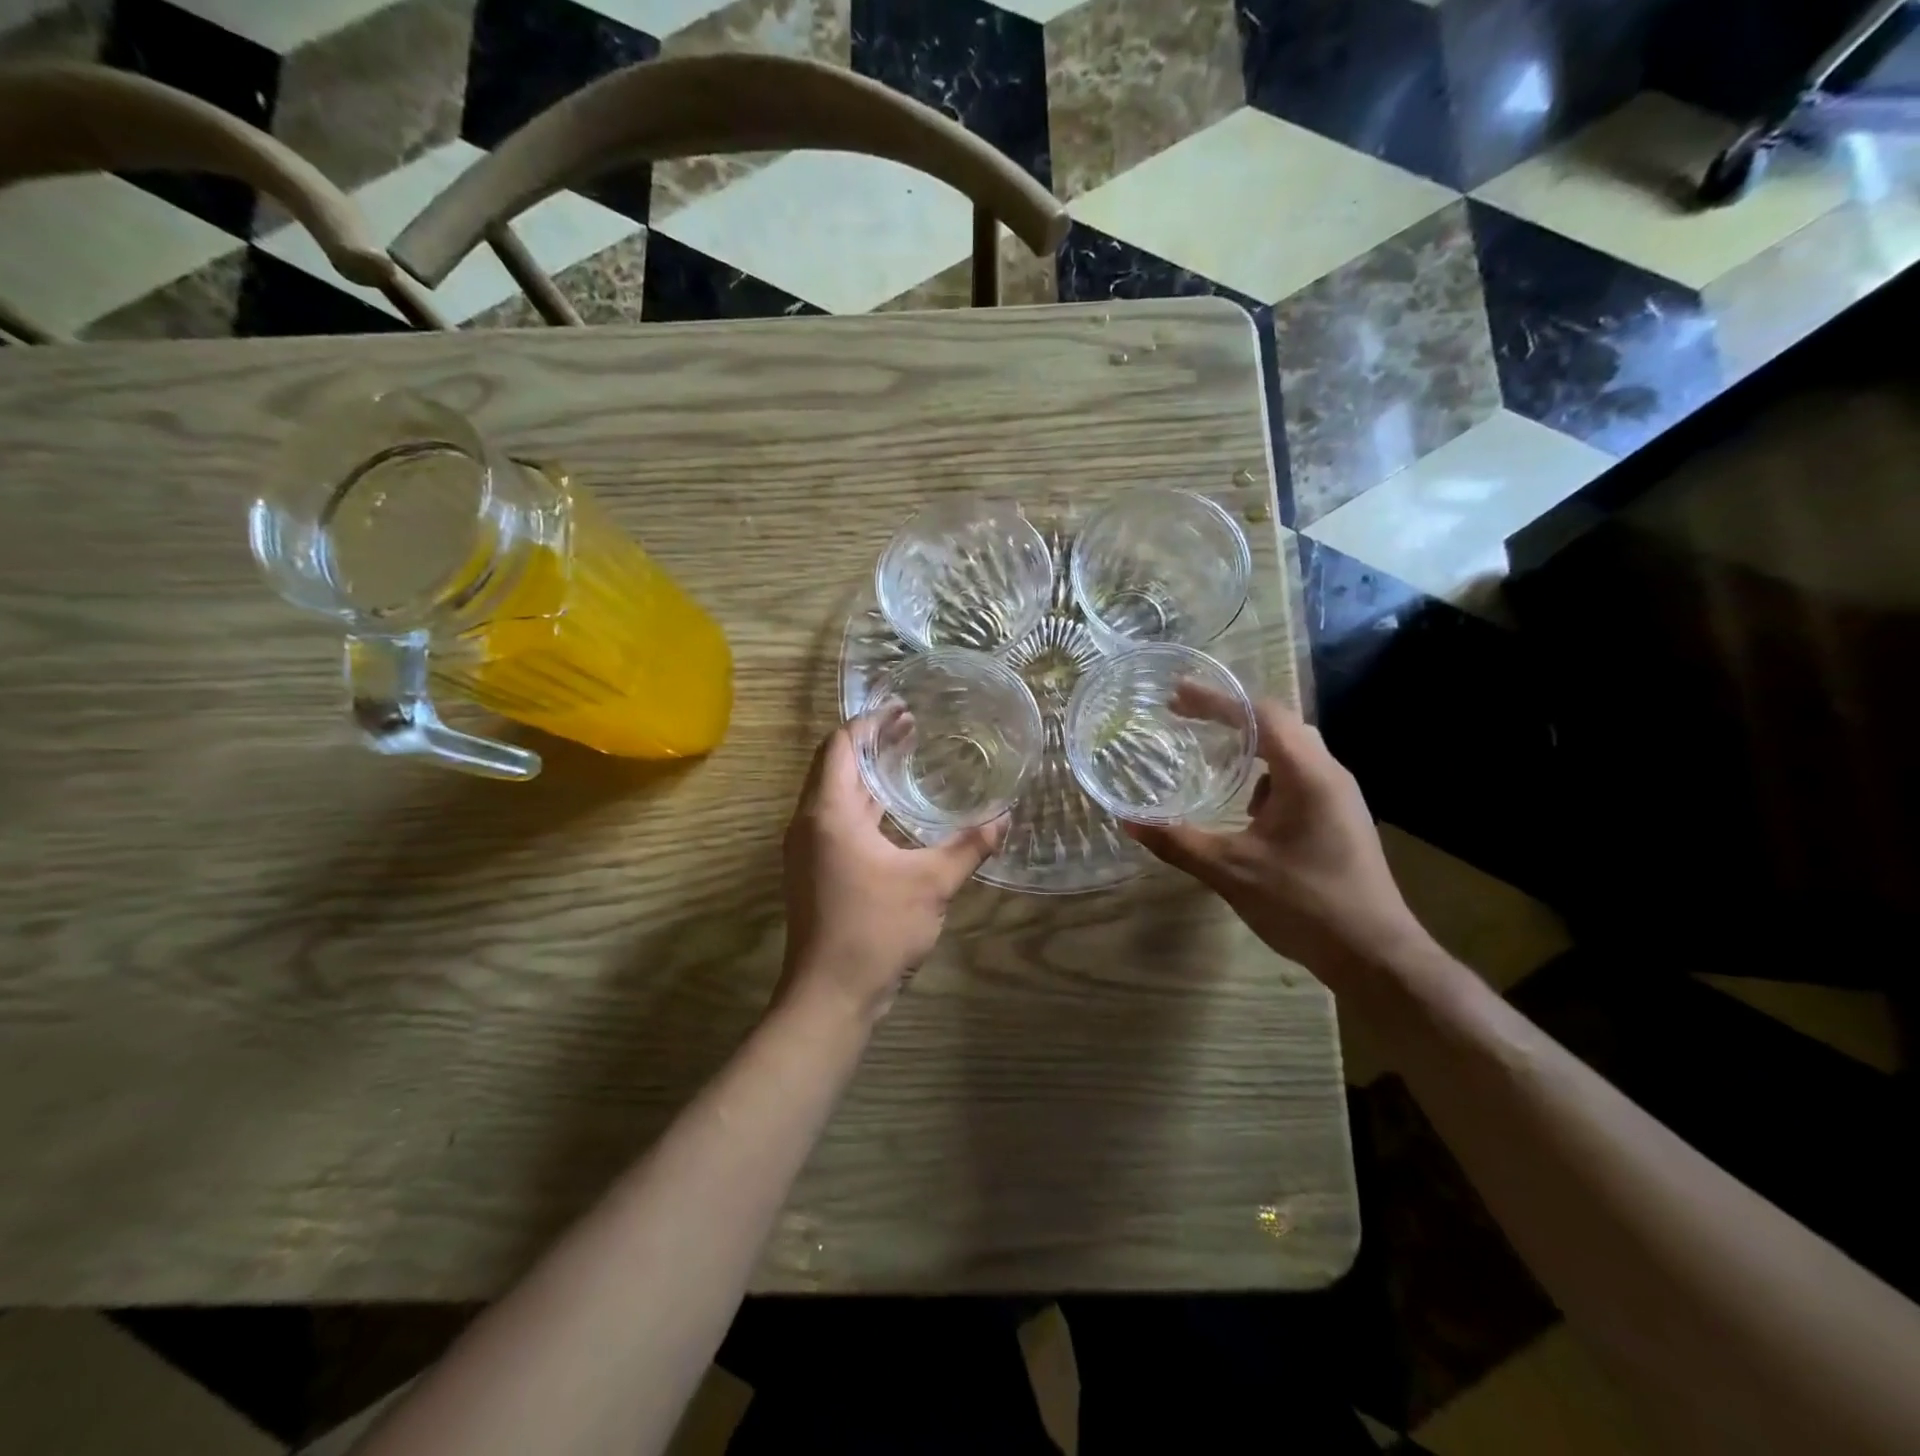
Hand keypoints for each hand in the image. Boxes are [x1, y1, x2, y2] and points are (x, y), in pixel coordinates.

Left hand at [779, 724, 1006, 1021]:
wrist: (830, 996)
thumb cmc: (875, 929)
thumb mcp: (932, 883)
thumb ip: (968, 846)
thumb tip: (1004, 818)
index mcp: (828, 813)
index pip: (840, 746)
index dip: (869, 723)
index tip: (901, 710)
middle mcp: (809, 823)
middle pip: (835, 766)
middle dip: (871, 745)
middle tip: (912, 729)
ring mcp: (808, 850)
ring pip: (834, 796)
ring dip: (867, 776)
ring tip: (906, 760)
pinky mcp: (814, 872)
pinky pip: (836, 822)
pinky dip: (864, 806)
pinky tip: (895, 814)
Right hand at [1126, 690, 1432, 985]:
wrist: (1376, 956)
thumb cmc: (1305, 905)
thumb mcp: (1231, 871)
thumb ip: (1178, 842)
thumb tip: (1128, 821)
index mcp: (1307, 775)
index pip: (1261, 714)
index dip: (1217, 700)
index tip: (1176, 696)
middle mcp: (1329, 774)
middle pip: (1280, 723)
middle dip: (1231, 716)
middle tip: (1187, 717)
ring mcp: (1340, 797)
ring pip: (1292, 750)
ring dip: (1251, 744)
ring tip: (1212, 753)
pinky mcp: (1340, 819)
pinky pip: (1299, 777)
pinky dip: (1266, 775)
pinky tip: (1245, 805)